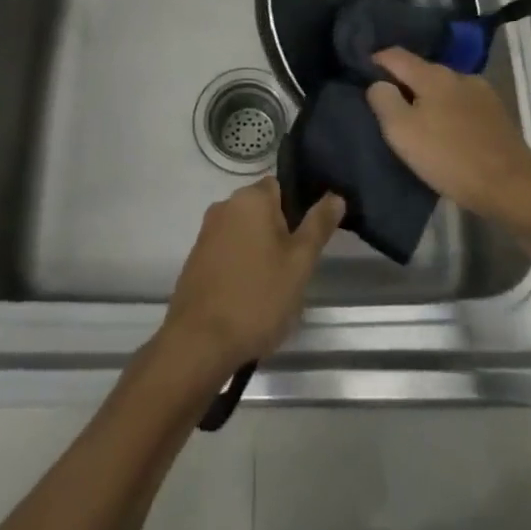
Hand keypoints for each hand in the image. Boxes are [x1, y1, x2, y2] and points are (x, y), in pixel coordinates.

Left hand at [161, 179, 344, 376]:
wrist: (200, 341)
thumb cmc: (258, 296)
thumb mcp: (300, 262)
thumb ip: (318, 225)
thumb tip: (335, 196)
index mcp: (250, 199)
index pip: (280, 187)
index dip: (296, 211)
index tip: (305, 242)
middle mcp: (224, 206)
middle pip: (261, 211)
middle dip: (279, 235)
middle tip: (293, 270)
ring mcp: (206, 233)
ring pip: (244, 233)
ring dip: (259, 253)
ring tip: (272, 289)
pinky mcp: (195, 259)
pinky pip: (227, 253)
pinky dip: (239, 267)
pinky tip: (247, 298)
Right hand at [367, 48, 530, 222]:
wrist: (512, 188)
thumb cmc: (450, 158)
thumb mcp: (402, 132)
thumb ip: (383, 101)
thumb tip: (378, 83)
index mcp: (433, 75)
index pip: (395, 54)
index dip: (374, 61)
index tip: (361, 76)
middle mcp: (458, 74)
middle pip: (421, 70)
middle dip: (402, 83)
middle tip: (386, 106)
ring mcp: (482, 93)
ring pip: (443, 88)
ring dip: (427, 99)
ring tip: (417, 122)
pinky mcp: (497, 114)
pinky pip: (462, 104)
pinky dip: (448, 112)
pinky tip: (447, 133)